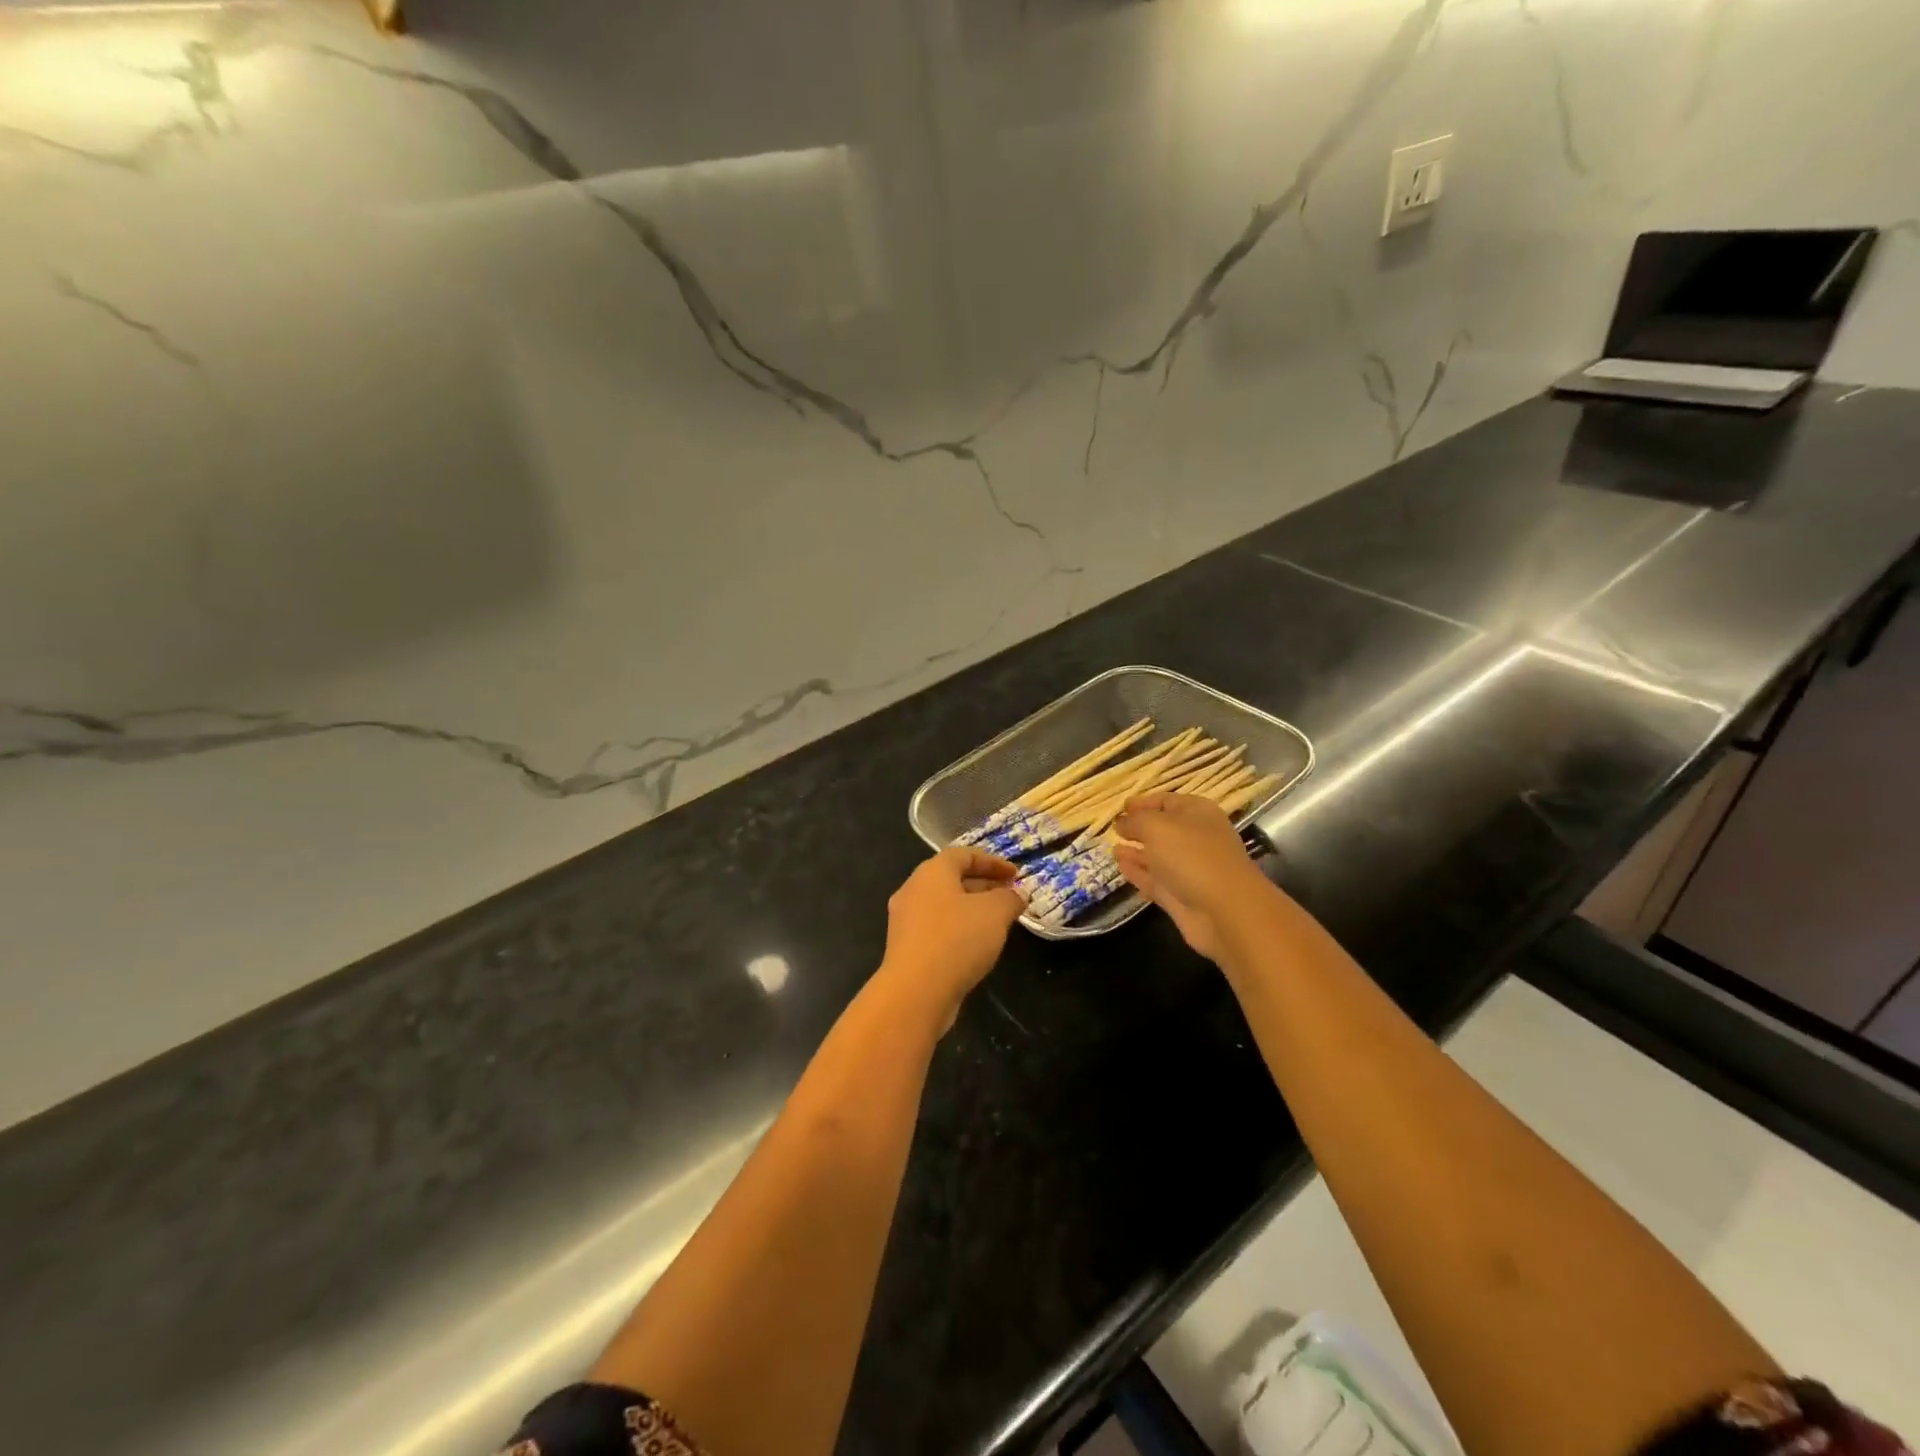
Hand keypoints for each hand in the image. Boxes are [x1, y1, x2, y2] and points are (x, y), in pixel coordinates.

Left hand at [878, 847, 1026, 1021]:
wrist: (916, 992)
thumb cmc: (957, 939)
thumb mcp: (995, 913)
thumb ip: (1009, 898)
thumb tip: (1016, 894)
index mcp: (931, 872)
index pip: (963, 854)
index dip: (992, 861)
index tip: (1016, 874)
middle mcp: (913, 890)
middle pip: (951, 879)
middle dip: (984, 885)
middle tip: (1010, 896)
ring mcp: (906, 921)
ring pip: (944, 906)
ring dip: (972, 909)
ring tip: (999, 922)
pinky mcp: (906, 949)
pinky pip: (937, 929)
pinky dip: (959, 930)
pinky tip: (977, 946)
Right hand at [1113, 792, 1273, 962]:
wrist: (1225, 912)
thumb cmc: (1192, 856)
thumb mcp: (1157, 827)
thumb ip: (1136, 821)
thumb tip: (1122, 822)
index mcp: (1197, 813)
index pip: (1167, 801)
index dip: (1143, 802)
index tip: (1120, 807)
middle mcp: (1196, 839)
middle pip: (1163, 829)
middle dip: (1138, 828)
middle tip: (1113, 828)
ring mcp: (1189, 869)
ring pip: (1158, 856)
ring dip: (1136, 851)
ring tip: (1112, 847)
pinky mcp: (1181, 896)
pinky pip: (1155, 879)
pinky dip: (1138, 873)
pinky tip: (1120, 866)